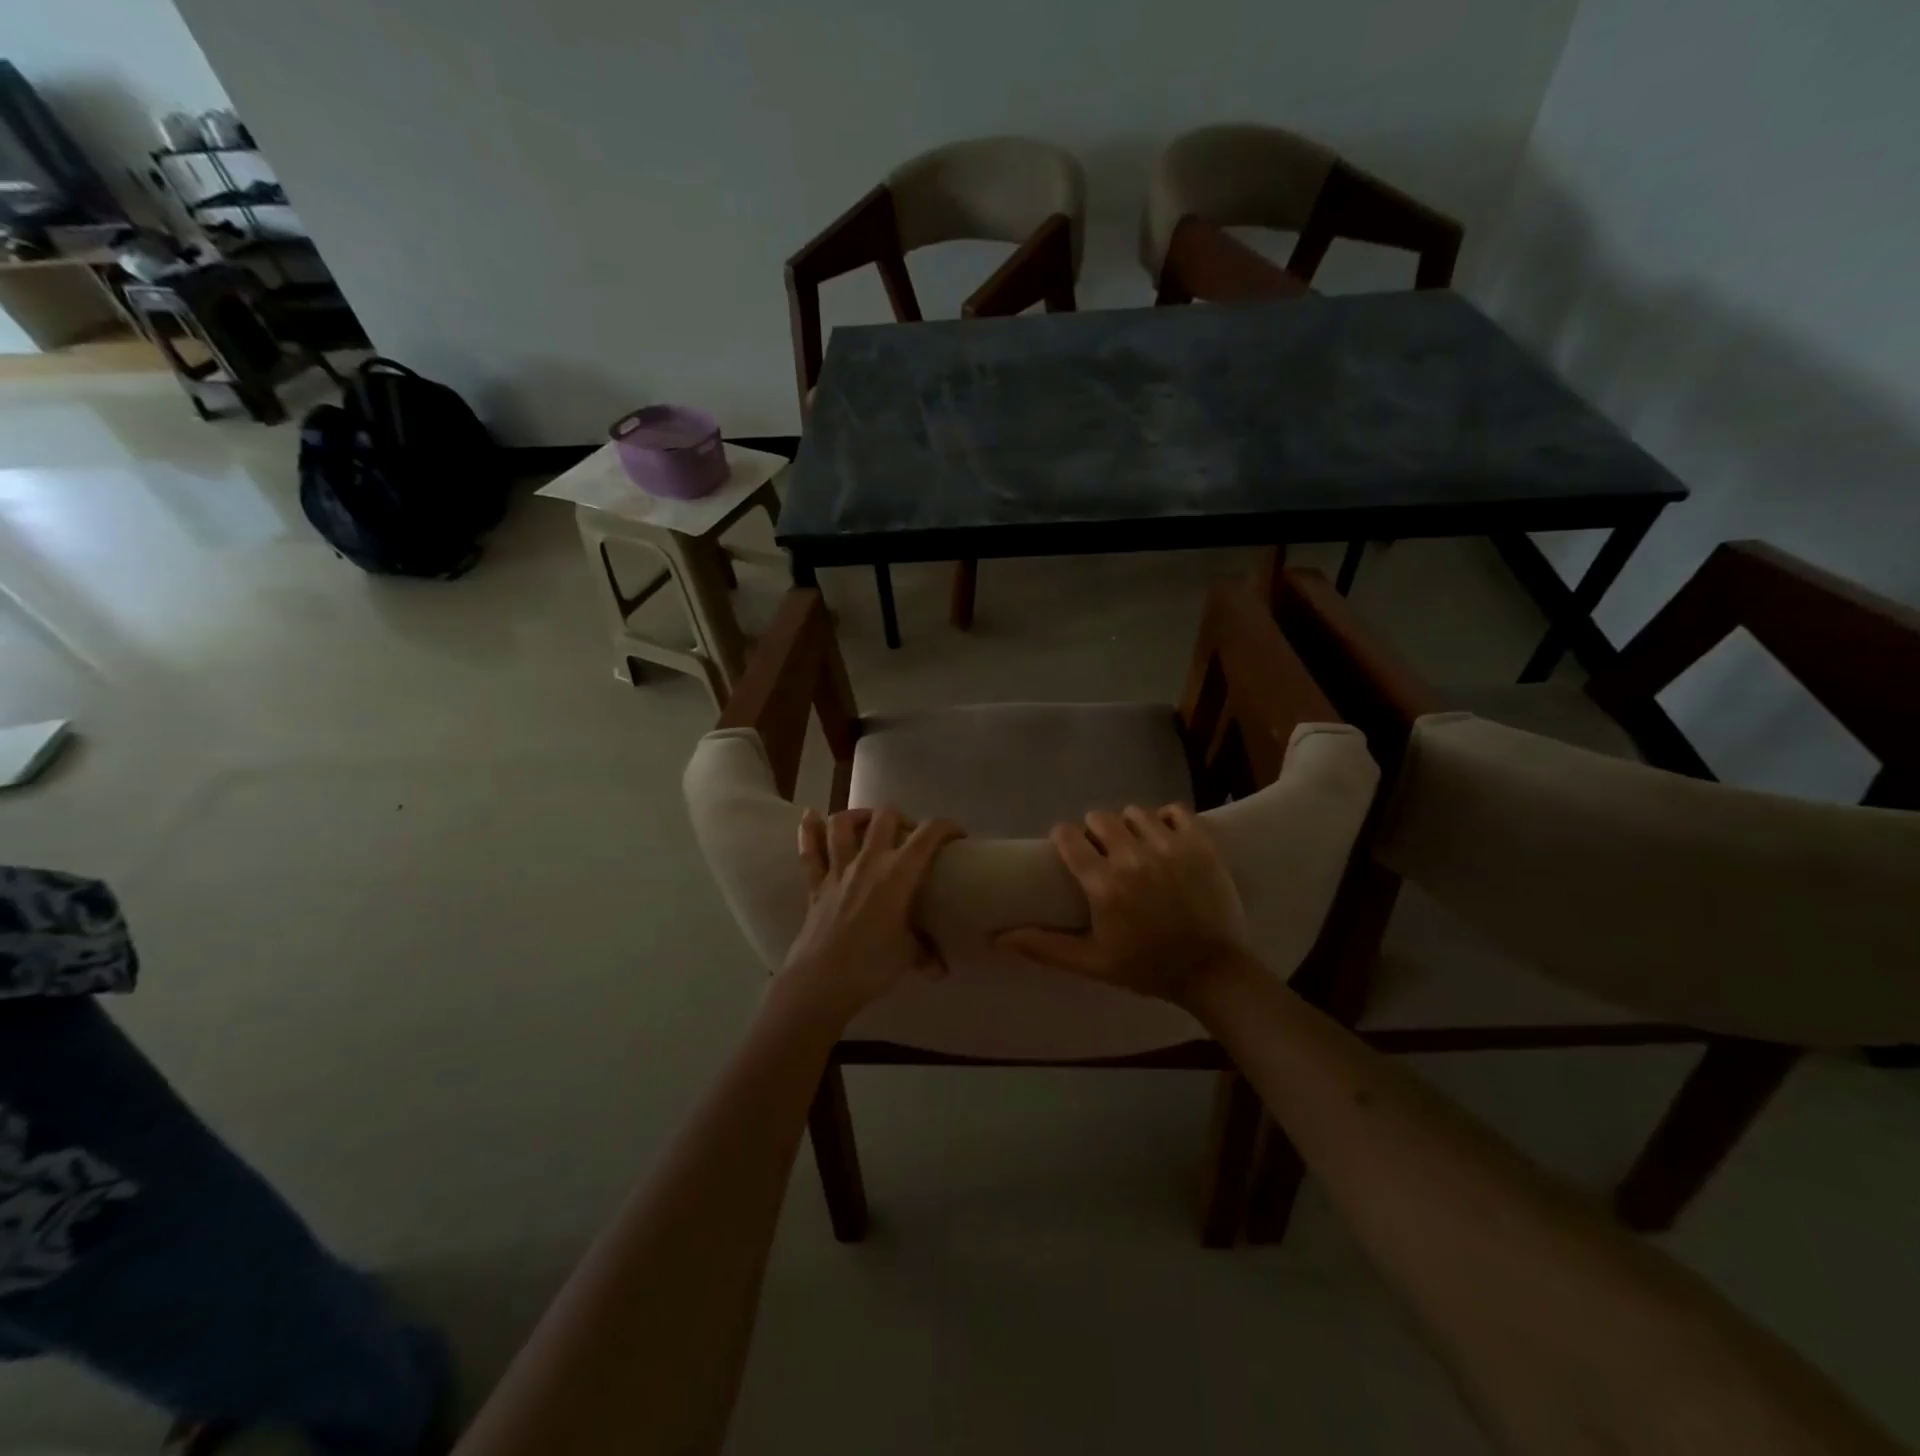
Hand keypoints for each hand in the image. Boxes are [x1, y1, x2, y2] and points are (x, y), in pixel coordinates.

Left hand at [782, 806, 963, 1019]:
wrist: (821, 983)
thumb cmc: (871, 966)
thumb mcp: (907, 958)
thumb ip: (926, 954)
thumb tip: (941, 968)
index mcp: (898, 875)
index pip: (928, 835)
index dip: (946, 827)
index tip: (957, 836)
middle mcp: (868, 862)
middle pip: (884, 817)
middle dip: (900, 817)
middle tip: (908, 835)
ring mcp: (838, 871)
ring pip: (842, 824)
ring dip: (856, 816)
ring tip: (867, 822)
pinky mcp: (815, 885)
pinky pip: (809, 851)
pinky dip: (808, 830)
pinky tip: (810, 816)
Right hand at [998, 805, 1249, 1006]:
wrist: (1212, 971)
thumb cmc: (1146, 967)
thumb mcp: (1092, 962)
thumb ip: (1044, 947)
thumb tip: (997, 938)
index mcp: (1103, 885)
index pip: (1069, 837)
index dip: (1064, 837)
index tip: (1068, 846)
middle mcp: (1133, 858)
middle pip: (1100, 818)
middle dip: (1095, 830)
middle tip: (1103, 850)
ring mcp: (1170, 847)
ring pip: (1136, 812)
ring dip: (1130, 825)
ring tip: (1135, 844)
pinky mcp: (1200, 843)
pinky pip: (1175, 810)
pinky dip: (1166, 818)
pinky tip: (1164, 836)